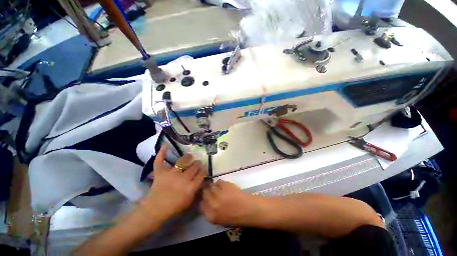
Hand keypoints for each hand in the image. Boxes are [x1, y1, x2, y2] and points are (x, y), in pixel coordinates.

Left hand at [140, 146, 206, 223]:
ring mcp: (171, 174)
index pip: (201, 174)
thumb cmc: (174, 207)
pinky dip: (162, 153)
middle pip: (195, 166)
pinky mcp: (160, 172)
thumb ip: (197, 189)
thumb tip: (202, 179)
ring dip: (189, 157)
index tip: (203, 170)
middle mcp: (183, 178)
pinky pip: (160, 161)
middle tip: (198, 163)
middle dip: (198, 164)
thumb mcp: (189, 201)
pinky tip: (165, 145)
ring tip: (190, 156)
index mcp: (190, 187)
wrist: (155, 210)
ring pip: (183, 160)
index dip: (203, 171)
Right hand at [200, 180, 260, 226]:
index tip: (205, 198)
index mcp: (211, 215)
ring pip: (210, 186)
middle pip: (204, 193)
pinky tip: (223, 186)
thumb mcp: (219, 220)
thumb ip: (211, 211)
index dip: (203, 200)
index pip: (200, 205)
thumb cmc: (236, 218)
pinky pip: (218, 181)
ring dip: (212, 186)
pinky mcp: (225, 185)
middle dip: (206, 191)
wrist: (248, 209)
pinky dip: (220, 183)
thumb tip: (206, 202)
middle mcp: (212, 204)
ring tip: (217, 187)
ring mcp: (218, 193)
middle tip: (209, 190)